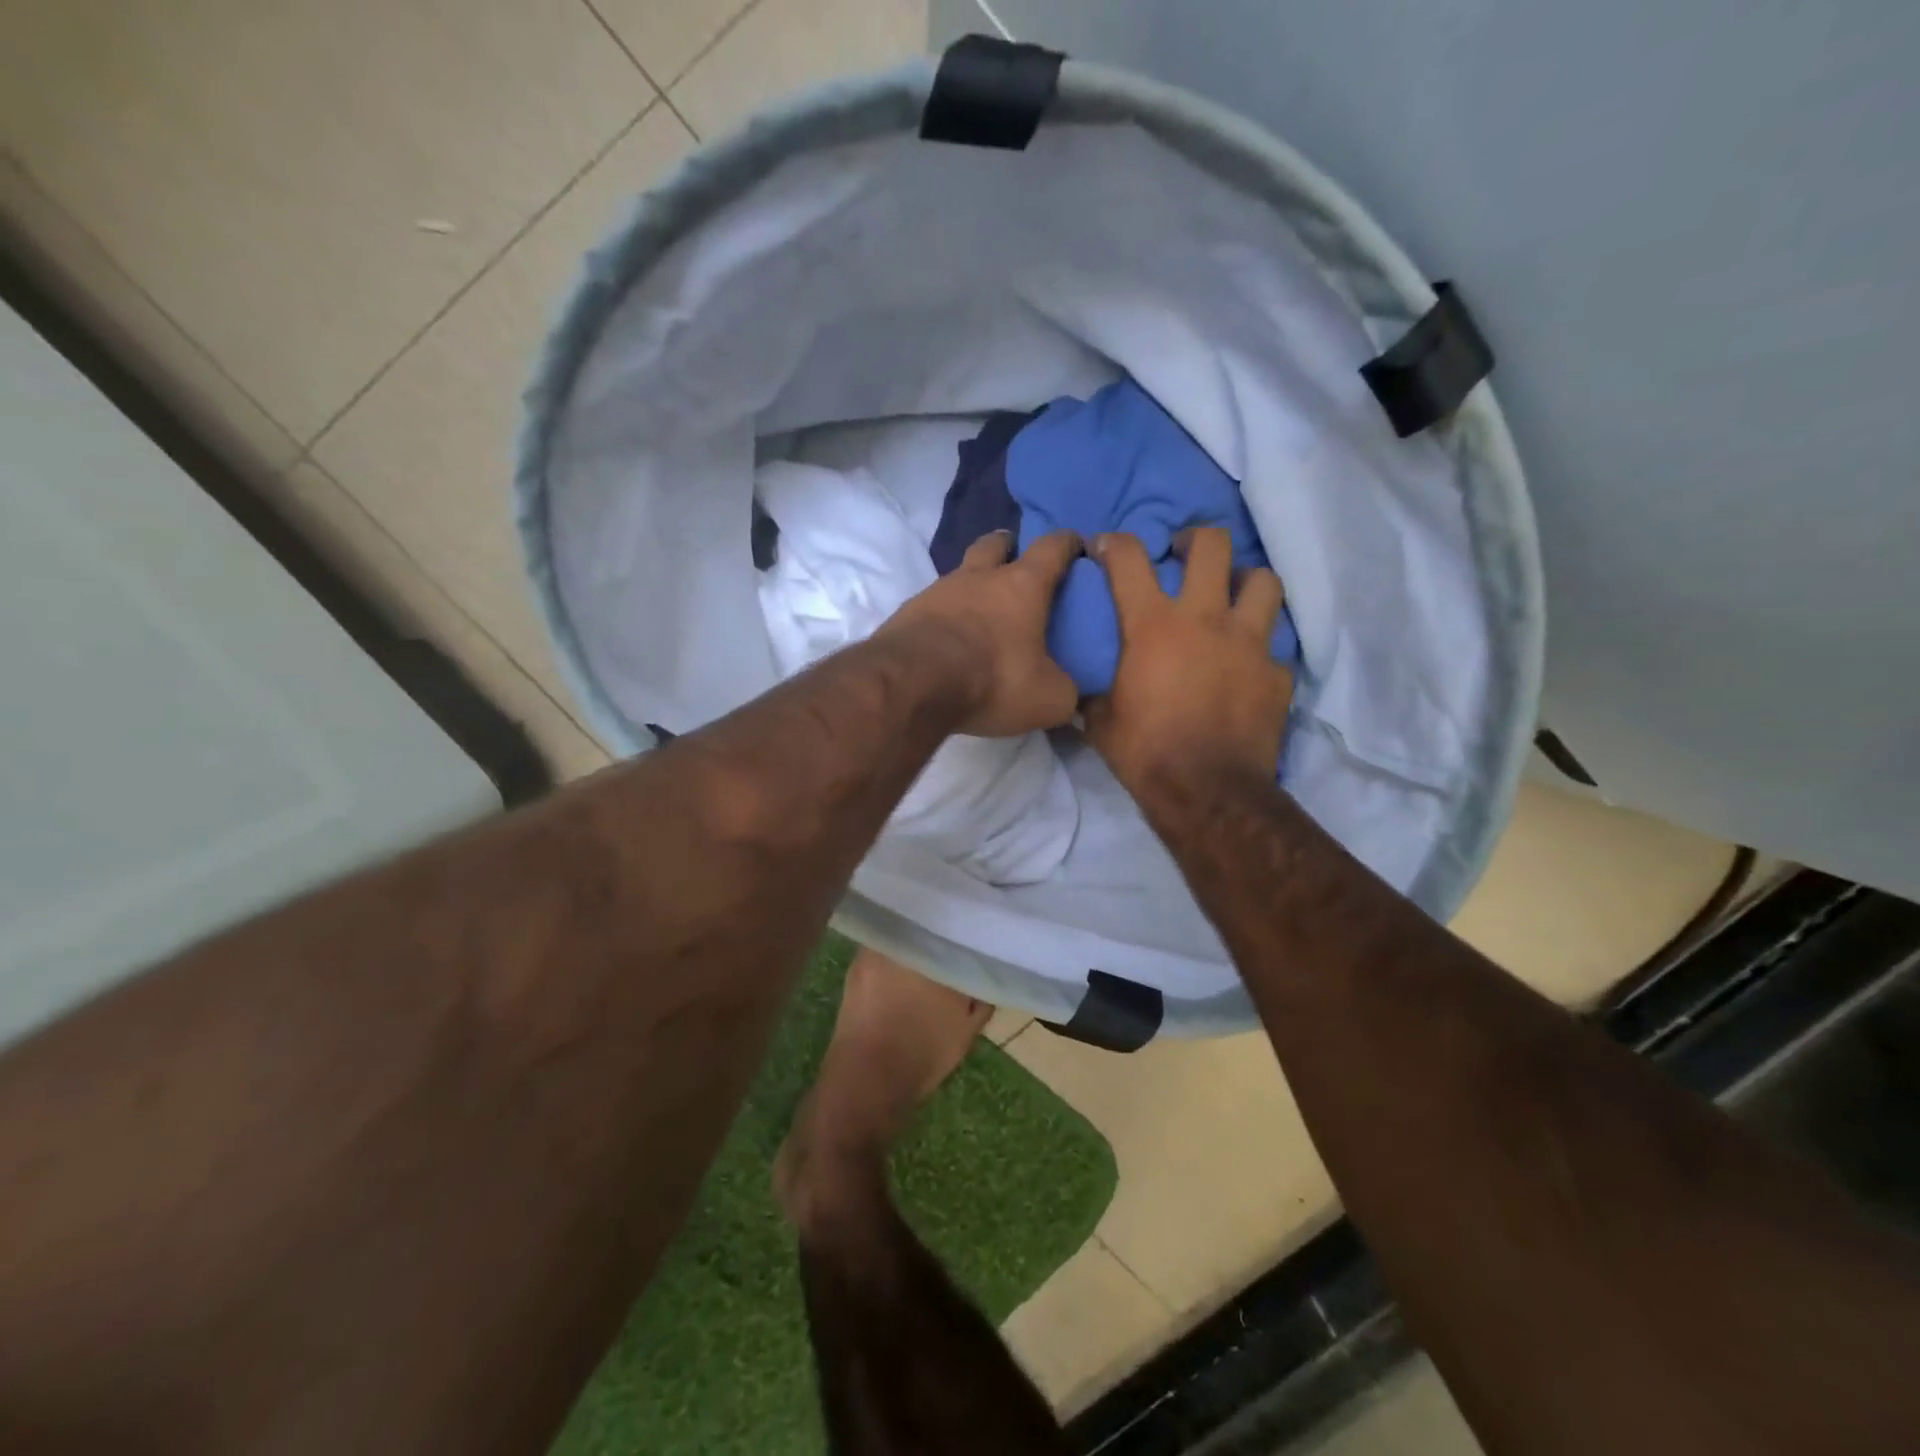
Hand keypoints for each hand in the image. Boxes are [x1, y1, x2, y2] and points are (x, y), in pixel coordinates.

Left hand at [879, 529, 1082, 736]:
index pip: (1053, 547)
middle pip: (995, 543)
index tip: (1076, 546)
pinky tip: (947, 639)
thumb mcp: (1048, 698)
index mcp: (1023, 585)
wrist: (913, 683)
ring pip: (960, 574)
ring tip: (980, 612)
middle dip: (1008, 546)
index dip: (1068, 543)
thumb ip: (1066, 692)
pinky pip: (932, 605)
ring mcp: (937, 591)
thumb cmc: (993, 680)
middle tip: (1016, 562)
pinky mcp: (907, 613)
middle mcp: (978, 577)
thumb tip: (1072, 696)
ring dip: (972, 584)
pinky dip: (945, 616)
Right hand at [1084, 527, 1291, 799]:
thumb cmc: (1145, 753)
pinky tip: (1246, 665)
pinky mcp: (1277, 672)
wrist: (1207, 792)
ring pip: (1262, 581)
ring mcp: (1249, 642)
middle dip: (1194, 539)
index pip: (1129, 559)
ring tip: (1231, 598)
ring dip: (1244, 582)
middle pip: (1211, 545)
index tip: (1107, 547)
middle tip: (1183, 554)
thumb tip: (1080, 689)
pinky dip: (1259, 647)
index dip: (1115, 543)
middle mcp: (1205, 619)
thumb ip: (1093, 691)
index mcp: (1153, 626)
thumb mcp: (1100, 721)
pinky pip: (1273, 644)